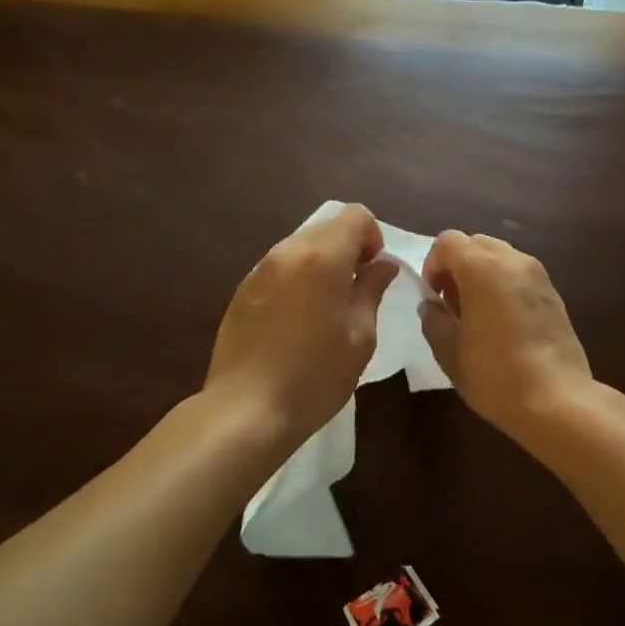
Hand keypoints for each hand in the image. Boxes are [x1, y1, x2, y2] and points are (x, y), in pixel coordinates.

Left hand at [207, 204, 399, 441]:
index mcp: (322, 256)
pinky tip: (297, 321)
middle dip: (348, 250)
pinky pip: (279, 269)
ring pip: (301, 247)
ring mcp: (259, 270)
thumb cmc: (316, 374)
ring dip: (322, 264)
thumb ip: (371, 289)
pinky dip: (297, 279)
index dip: (373, 237)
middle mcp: (287, 251)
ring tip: (327, 308)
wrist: (247, 409)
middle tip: (356, 292)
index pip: (356, 216)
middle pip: (326, 228)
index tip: (374, 273)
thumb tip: (382, 264)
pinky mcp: (241, 291)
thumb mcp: (360, 335)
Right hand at [420, 232, 592, 440]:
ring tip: (478, 315)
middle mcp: (513, 261)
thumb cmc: (496, 375)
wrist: (558, 401)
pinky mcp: (554, 294)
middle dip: (458, 267)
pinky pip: (520, 275)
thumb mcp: (450, 353)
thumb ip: (434, 321)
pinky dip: (504, 286)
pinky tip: (503, 324)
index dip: (433, 264)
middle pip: (476, 243)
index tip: (433, 298)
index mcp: (483, 268)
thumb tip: (431, 306)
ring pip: (500, 257)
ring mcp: (539, 276)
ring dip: (481, 275)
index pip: (448, 241)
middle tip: (453, 305)